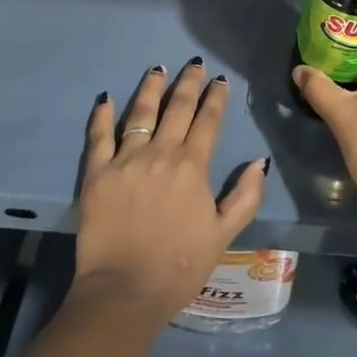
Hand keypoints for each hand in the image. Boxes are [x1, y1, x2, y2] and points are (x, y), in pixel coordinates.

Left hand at [73, 58, 268, 324]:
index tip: (221, 80)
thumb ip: (245, 196)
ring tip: (157, 69)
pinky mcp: (96, 174)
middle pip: (177, 108)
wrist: (125, 292)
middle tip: (194, 64)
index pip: (208, 121)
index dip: (216, 98)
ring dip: (151, 88)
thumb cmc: (180, 266)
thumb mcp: (224, 234)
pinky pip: (99, 137)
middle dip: (189, 83)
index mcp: (193, 166)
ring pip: (141, 113)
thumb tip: (260, 161)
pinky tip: (107, 97)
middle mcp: (161, 153)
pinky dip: (103, 115)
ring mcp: (126, 160)